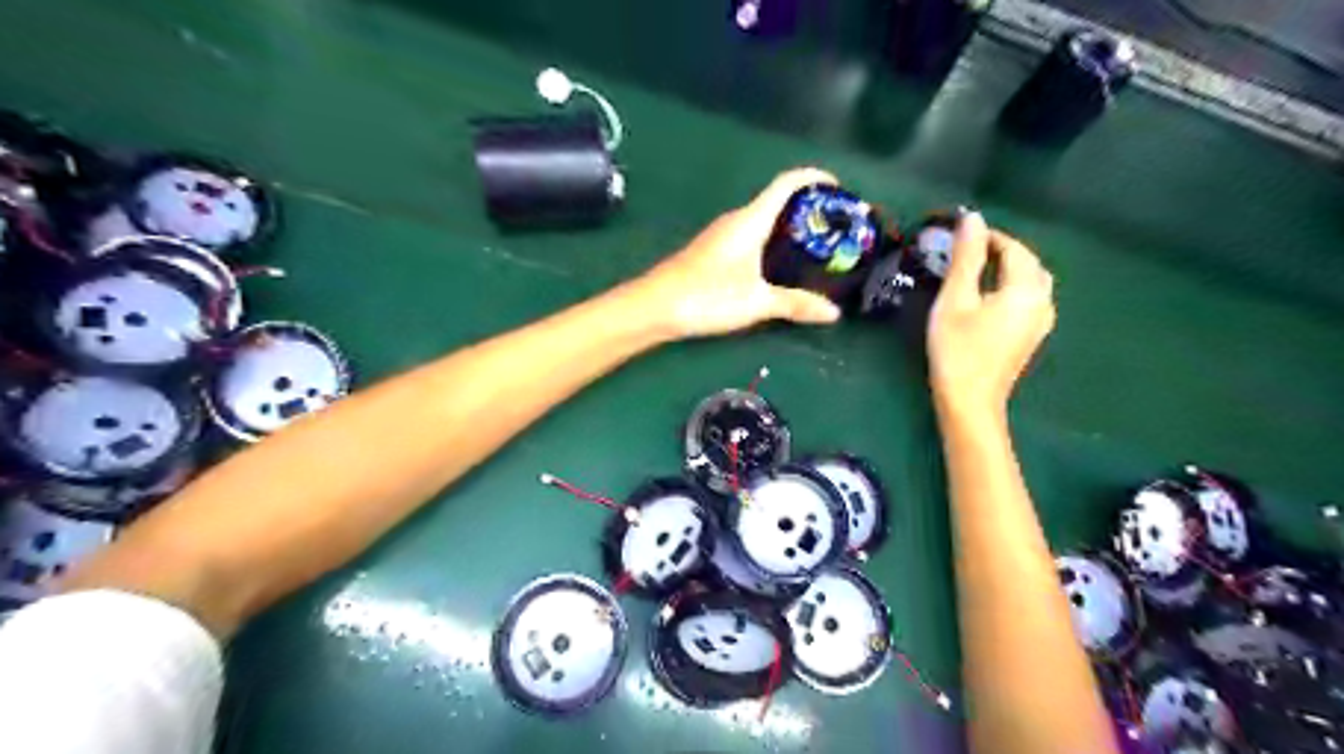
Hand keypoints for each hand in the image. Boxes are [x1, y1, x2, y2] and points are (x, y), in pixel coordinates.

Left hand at [637, 172, 841, 337]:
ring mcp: (722, 236)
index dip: (814, 178)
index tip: (839, 187)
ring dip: (788, 227)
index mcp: (750, 220)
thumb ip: (795, 304)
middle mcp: (736, 220)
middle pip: (777, 201)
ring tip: (815, 246)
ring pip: (763, 220)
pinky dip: (771, 242)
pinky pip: (751, 236)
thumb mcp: (756, 302)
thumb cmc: (707, 296)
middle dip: (807, 208)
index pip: (787, 183)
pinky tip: (778, 266)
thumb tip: (834, 312)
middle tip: (834, 228)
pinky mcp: (712, 252)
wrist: (655, 306)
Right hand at [930, 212, 1054, 417]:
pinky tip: (987, 297)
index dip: (987, 237)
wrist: (969, 401)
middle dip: (999, 251)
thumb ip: (966, 257)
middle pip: (1027, 263)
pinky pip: (1028, 298)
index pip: (1013, 248)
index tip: (957, 236)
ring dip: (1006, 269)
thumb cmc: (957, 348)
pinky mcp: (1032, 335)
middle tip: (963, 253)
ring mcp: (1041, 321)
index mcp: (1027, 289)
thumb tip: (972, 218)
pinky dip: (1010, 287)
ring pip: (1031, 280)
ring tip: (974, 272)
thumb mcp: (955, 299)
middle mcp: (1043, 301)